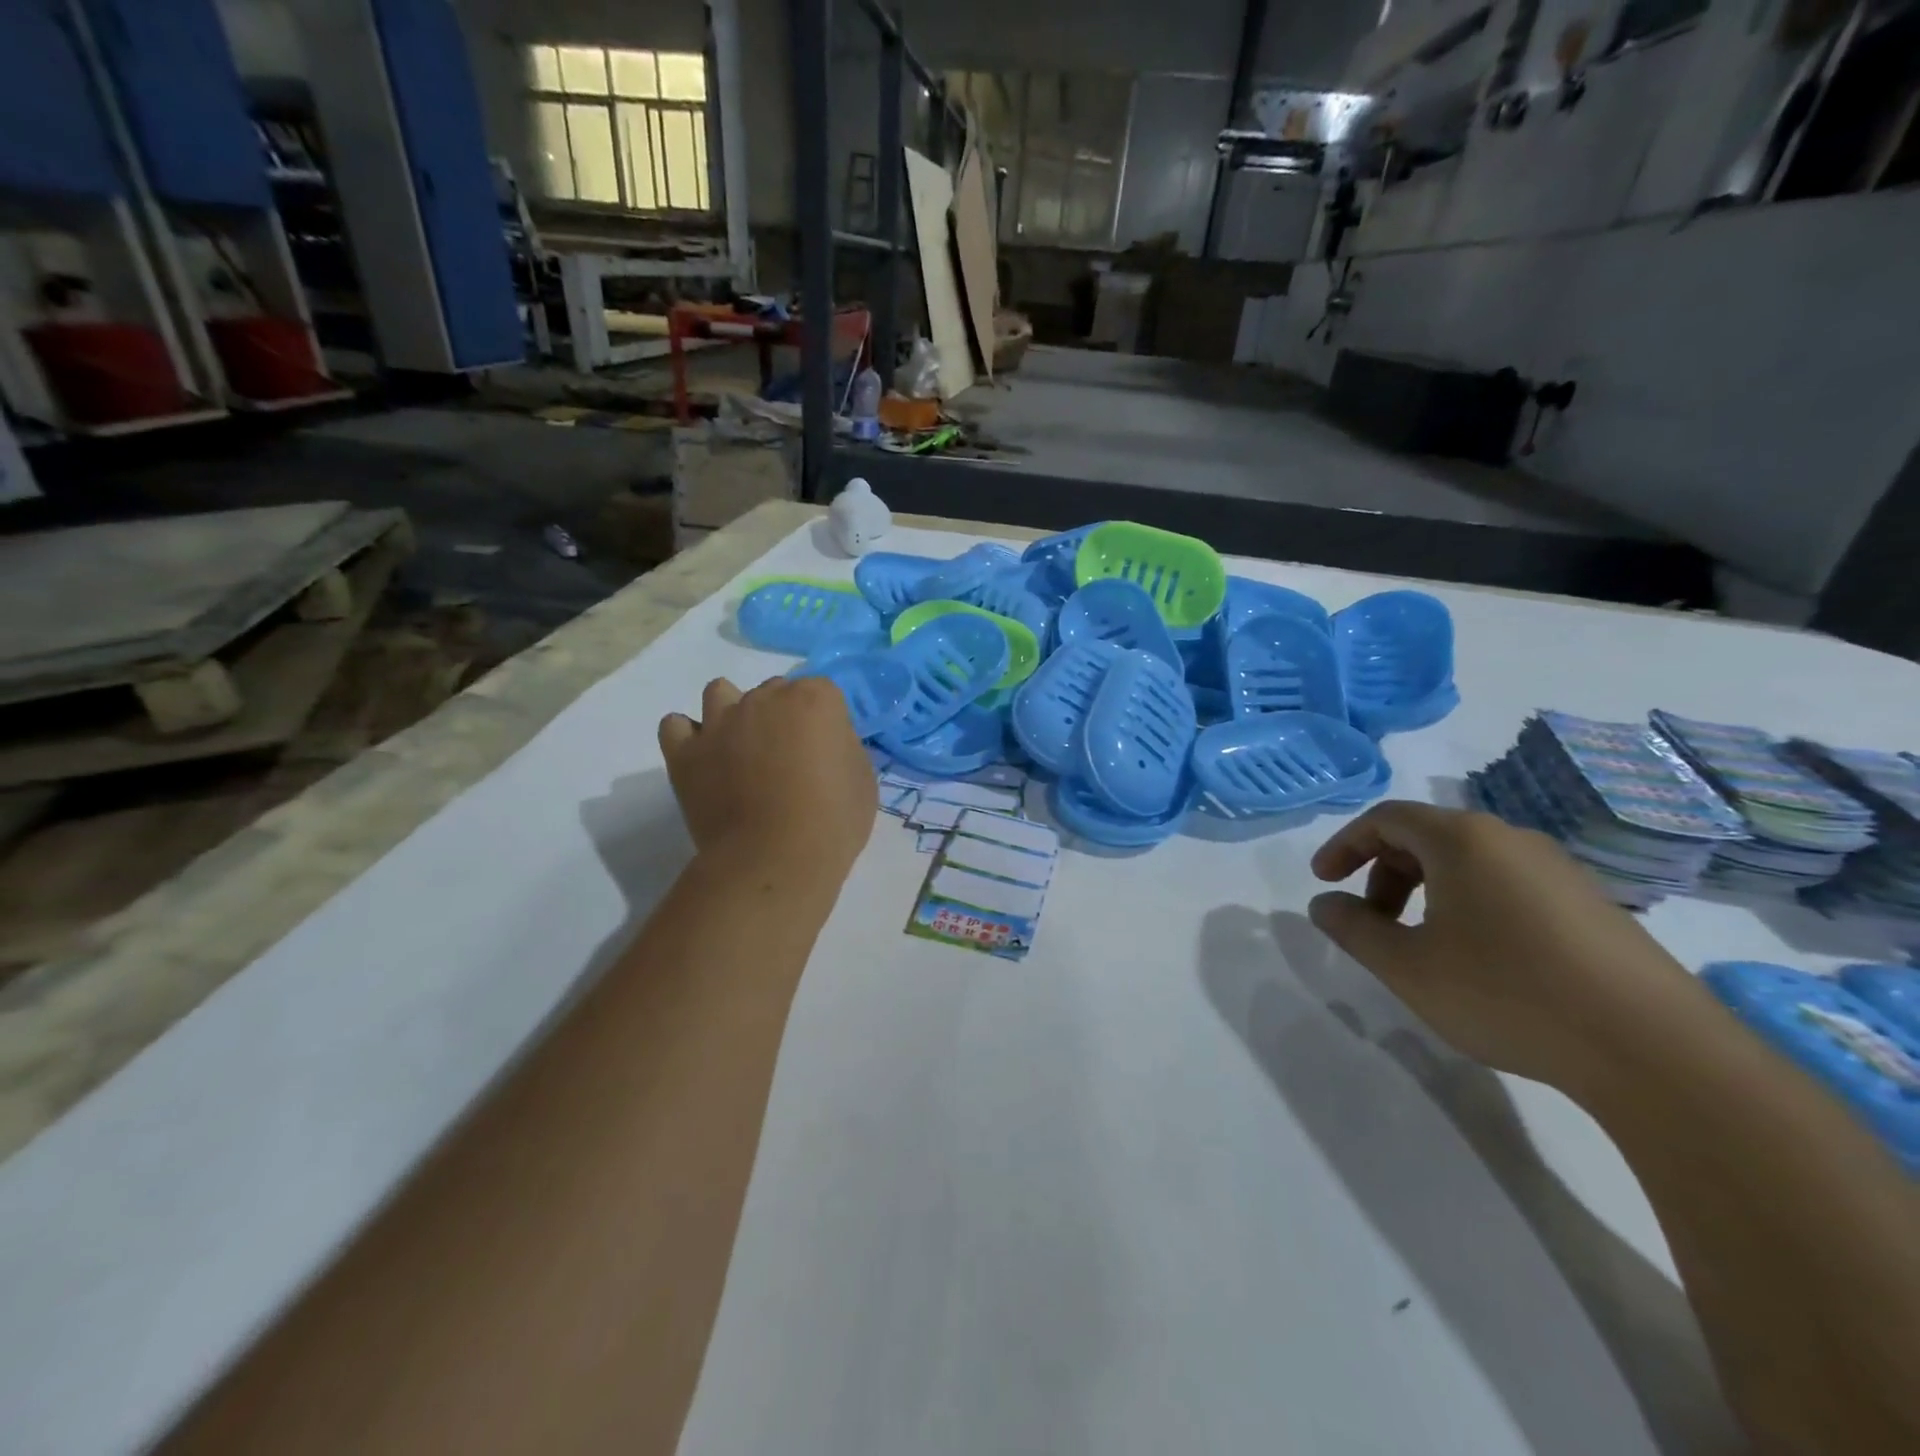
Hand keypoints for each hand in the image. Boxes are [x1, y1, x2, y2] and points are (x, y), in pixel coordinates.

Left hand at [658, 677, 875, 881]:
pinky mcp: (685, 752)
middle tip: (788, 759)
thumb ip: (842, 746)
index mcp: (814, 699)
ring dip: (732, 712)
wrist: (775, 860)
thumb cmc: (832, 822)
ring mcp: (720, 721)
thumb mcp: (862, 779)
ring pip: (720, 693)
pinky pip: (675, 726)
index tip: (827, 753)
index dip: (826, 723)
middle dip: (781, 717)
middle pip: (773, 692)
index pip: (822, 692)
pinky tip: (704, 758)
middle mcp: (764, 698)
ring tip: (741, 749)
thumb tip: (823, 744)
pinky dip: (688, 737)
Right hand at [1307, 802, 1712, 1096]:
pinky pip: (1509, 886)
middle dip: (1384, 873)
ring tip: (1422, 945)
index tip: (1323, 881)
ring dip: (1426, 891)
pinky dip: (1471, 906)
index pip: (1386, 819)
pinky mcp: (1593, 905)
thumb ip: (1353, 929)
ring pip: (1470, 863)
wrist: (1656, 1052)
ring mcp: (1560, 871)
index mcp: (1462, 840)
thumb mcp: (1407, 966)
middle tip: (1370, 921)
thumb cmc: (1507, 993)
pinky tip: (1481, 960)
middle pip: (1427, 837)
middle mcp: (1512, 839)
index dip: (1344, 845)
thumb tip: (1325, 904)